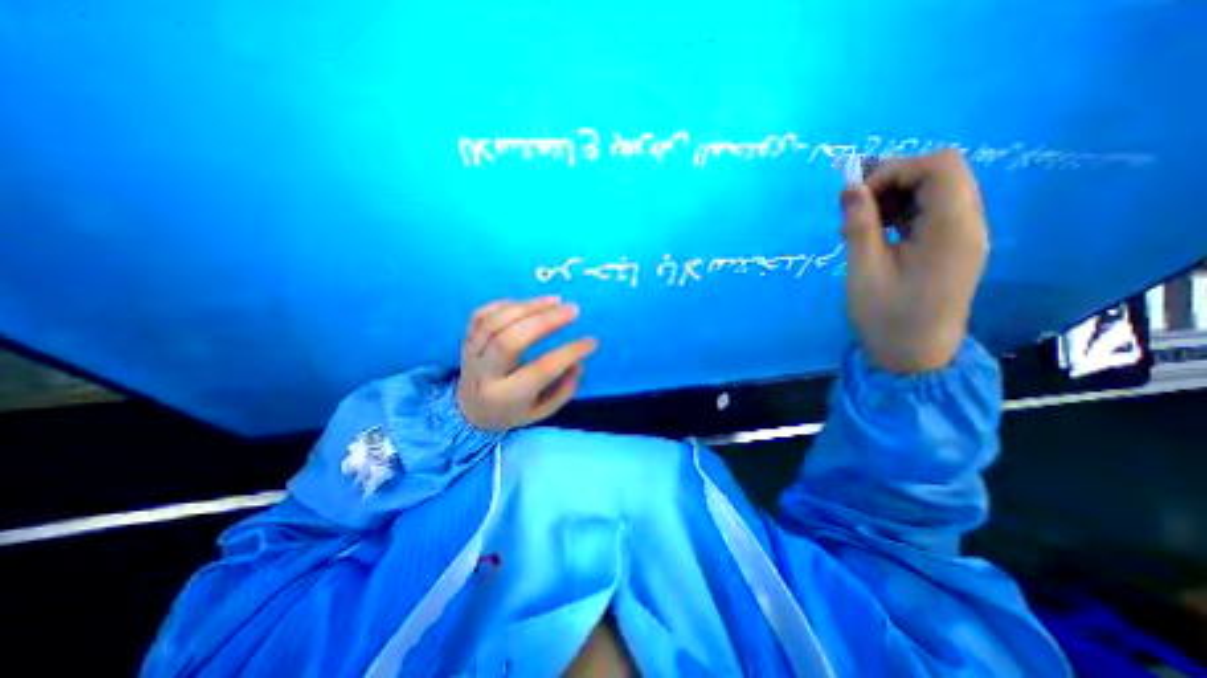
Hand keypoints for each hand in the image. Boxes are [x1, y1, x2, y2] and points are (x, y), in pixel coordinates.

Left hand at [458, 295, 597, 427]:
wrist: (469, 411)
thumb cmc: (511, 411)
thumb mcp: (541, 412)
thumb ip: (562, 391)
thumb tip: (578, 362)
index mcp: (506, 396)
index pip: (541, 370)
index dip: (569, 353)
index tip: (592, 341)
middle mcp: (485, 374)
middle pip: (511, 340)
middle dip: (545, 321)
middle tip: (573, 310)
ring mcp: (472, 353)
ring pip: (495, 322)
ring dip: (528, 306)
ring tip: (556, 300)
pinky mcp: (466, 338)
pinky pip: (482, 314)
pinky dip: (506, 304)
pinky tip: (528, 303)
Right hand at [843, 151, 989, 372]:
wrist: (914, 355)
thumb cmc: (886, 317)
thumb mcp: (863, 271)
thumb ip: (859, 226)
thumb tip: (849, 188)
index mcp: (951, 229)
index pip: (938, 166)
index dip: (893, 171)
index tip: (858, 199)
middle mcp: (968, 224)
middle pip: (941, 172)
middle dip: (893, 181)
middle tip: (857, 209)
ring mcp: (963, 236)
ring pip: (936, 190)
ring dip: (895, 197)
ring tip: (863, 225)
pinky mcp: (953, 247)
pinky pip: (932, 211)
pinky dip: (902, 212)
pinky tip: (878, 234)